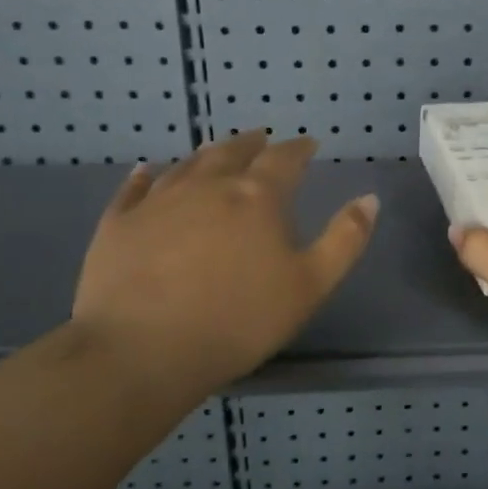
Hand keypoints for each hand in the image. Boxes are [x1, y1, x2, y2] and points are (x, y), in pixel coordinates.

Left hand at [71, 131, 378, 395]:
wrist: (142, 350)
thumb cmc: (239, 320)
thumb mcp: (311, 285)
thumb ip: (344, 239)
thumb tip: (369, 198)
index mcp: (257, 197)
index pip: (284, 160)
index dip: (299, 149)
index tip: (309, 144)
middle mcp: (207, 186)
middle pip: (233, 153)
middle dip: (252, 144)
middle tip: (262, 139)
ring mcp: (158, 201)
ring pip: (187, 165)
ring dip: (207, 154)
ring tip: (217, 150)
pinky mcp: (118, 224)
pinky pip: (134, 189)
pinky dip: (145, 176)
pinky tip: (147, 171)